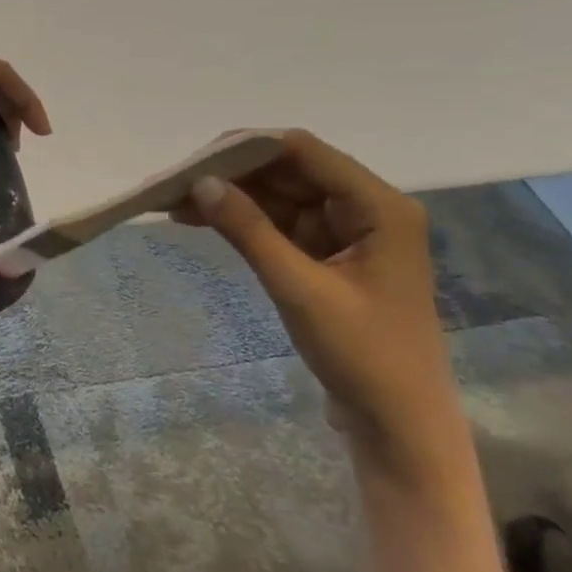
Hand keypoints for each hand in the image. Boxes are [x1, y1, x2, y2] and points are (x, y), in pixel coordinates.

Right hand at [172, 129, 461, 474]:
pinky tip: (199, 220)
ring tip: (172, 201)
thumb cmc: (363, 354)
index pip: (303, 151)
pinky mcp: (326, 256)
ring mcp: (345, 232)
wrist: (398, 424)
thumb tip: (200, 182)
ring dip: (230, 197)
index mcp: (378, 207)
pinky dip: (241, 221)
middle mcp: (364, 209)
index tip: (194, 159)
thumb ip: (250, 231)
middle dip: (231, 174)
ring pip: (278, 197)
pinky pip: (277, 224)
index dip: (246, 147)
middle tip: (174, 182)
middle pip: (288, 171)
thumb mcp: (299, 289)